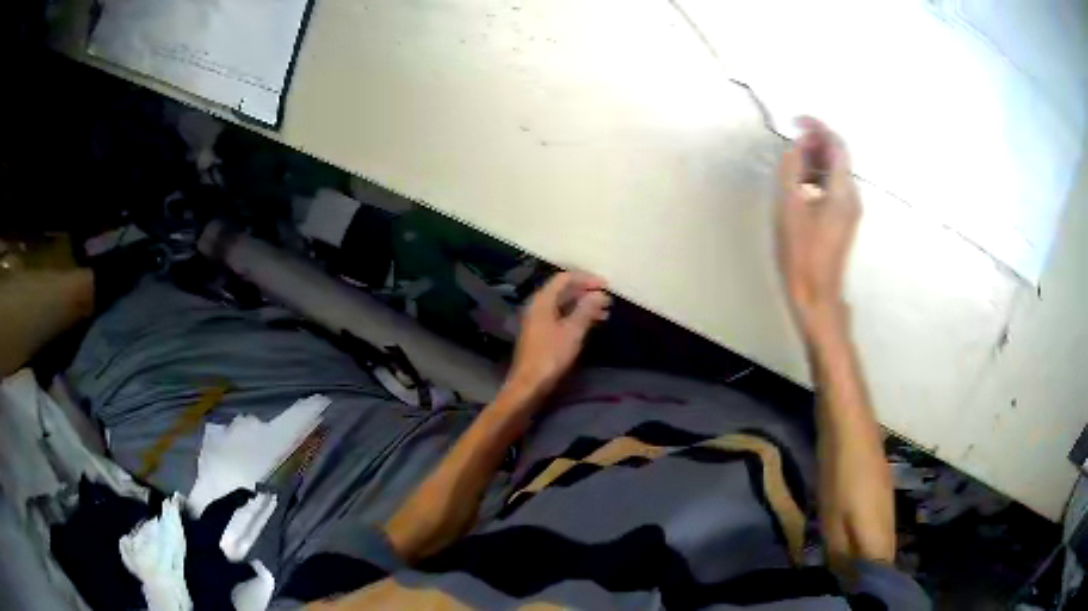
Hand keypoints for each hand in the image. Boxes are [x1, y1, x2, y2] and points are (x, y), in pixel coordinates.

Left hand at [505, 271, 610, 402]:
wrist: (530, 383)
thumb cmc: (551, 356)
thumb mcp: (573, 331)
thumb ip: (586, 309)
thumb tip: (600, 293)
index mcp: (543, 301)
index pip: (565, 278)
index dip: (586, 279)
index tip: (606, 285)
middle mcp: (538, 306)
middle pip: (564, 290)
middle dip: (587, 292)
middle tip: (608, 299)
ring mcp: (539, 319)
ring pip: (564, 304)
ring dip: (584, 305)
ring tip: (605, 312)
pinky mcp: (542, 333)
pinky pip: (562, 316)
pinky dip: (577, 316)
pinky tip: (591, 324)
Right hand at [776, 117, 860, 337]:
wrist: (817, 294)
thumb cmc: (802, 252)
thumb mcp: (790, 207)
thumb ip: (793, 170)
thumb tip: (798, 144)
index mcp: (843, 191)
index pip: (837, 145)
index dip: (819, 127)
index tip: (797, 120)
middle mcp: (852, 196)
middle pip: (838, 157)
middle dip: (816, 143)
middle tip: (791, 142)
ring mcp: (850, 210)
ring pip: (836, 173)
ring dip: (816, 160)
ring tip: (792, 162)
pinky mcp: (844, 221)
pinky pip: (834, 188)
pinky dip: (818, 177)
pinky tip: (801, 184)